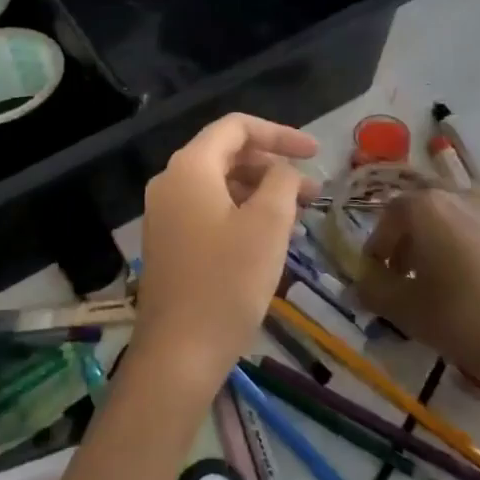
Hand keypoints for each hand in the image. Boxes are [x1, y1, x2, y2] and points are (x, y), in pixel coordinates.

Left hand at [134, 114, 318, 393]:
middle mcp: (170, 182)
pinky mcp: (167, 242)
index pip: (236, 127)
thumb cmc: (227, 282)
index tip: (315, 153)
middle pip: (227, 155)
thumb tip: (282, 171)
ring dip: (259, 192)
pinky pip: (208, 210)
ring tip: (297, 216)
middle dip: (272, 167)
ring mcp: (164, 214)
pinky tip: (268, 238)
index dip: (279, 134)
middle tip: (313, 192)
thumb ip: (281, 182)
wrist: (178, 353)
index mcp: (190, 167)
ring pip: (219, 185)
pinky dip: (240, 213)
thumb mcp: (268, 224)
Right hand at [355, 191, 479, 403]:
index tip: (377, 271)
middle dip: (412, 237)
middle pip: (427, 209)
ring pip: (463, 216)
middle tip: (408, 273)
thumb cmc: (464, 322)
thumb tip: (358, 284)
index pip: (390, 215)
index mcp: (428, 207)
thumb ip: (373, 291)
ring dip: (447, 237)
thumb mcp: (406, 311)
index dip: (379, 243)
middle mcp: (464, 197)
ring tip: (449, 275)